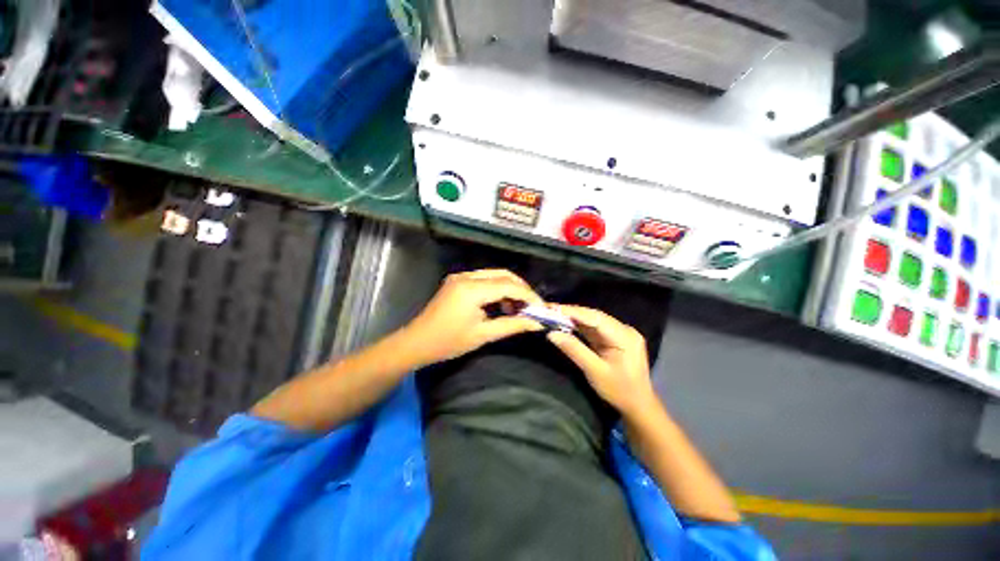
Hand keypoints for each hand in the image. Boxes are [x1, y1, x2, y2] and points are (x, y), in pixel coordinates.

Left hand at [401, 269, 543, 365]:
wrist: (416, 343)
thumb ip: (512, 325)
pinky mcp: (457, 281)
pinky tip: (502, 304)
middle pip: (504, 275)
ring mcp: (460, 276)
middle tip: (532, 307)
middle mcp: (466, 276)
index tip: (542, 309)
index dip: (529, 296)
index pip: (509, 285)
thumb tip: (536, 323)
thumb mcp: (483, 335)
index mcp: (472, 289)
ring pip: (495, 275)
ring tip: (518, 308)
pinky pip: (484, 279)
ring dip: (510, 288)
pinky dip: (497, 289)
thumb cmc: (448, 342)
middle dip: (521, 289)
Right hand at [546, 305, 656, 416]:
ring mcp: (620, 332)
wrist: (638, 405)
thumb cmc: (619, 391)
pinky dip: (579, 326)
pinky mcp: (614, 338)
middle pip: (594, 316)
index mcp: (624, 336)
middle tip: (549, 309)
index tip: (552, 308)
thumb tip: (552, 333)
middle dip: (571, 312)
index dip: (573, 312)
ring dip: (574, 318)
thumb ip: (574, 350)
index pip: (595, 318)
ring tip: (553, 313)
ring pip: (593, 320)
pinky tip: (566, 323)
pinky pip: (594, 328)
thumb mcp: (595, 371)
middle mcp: (624, 329)